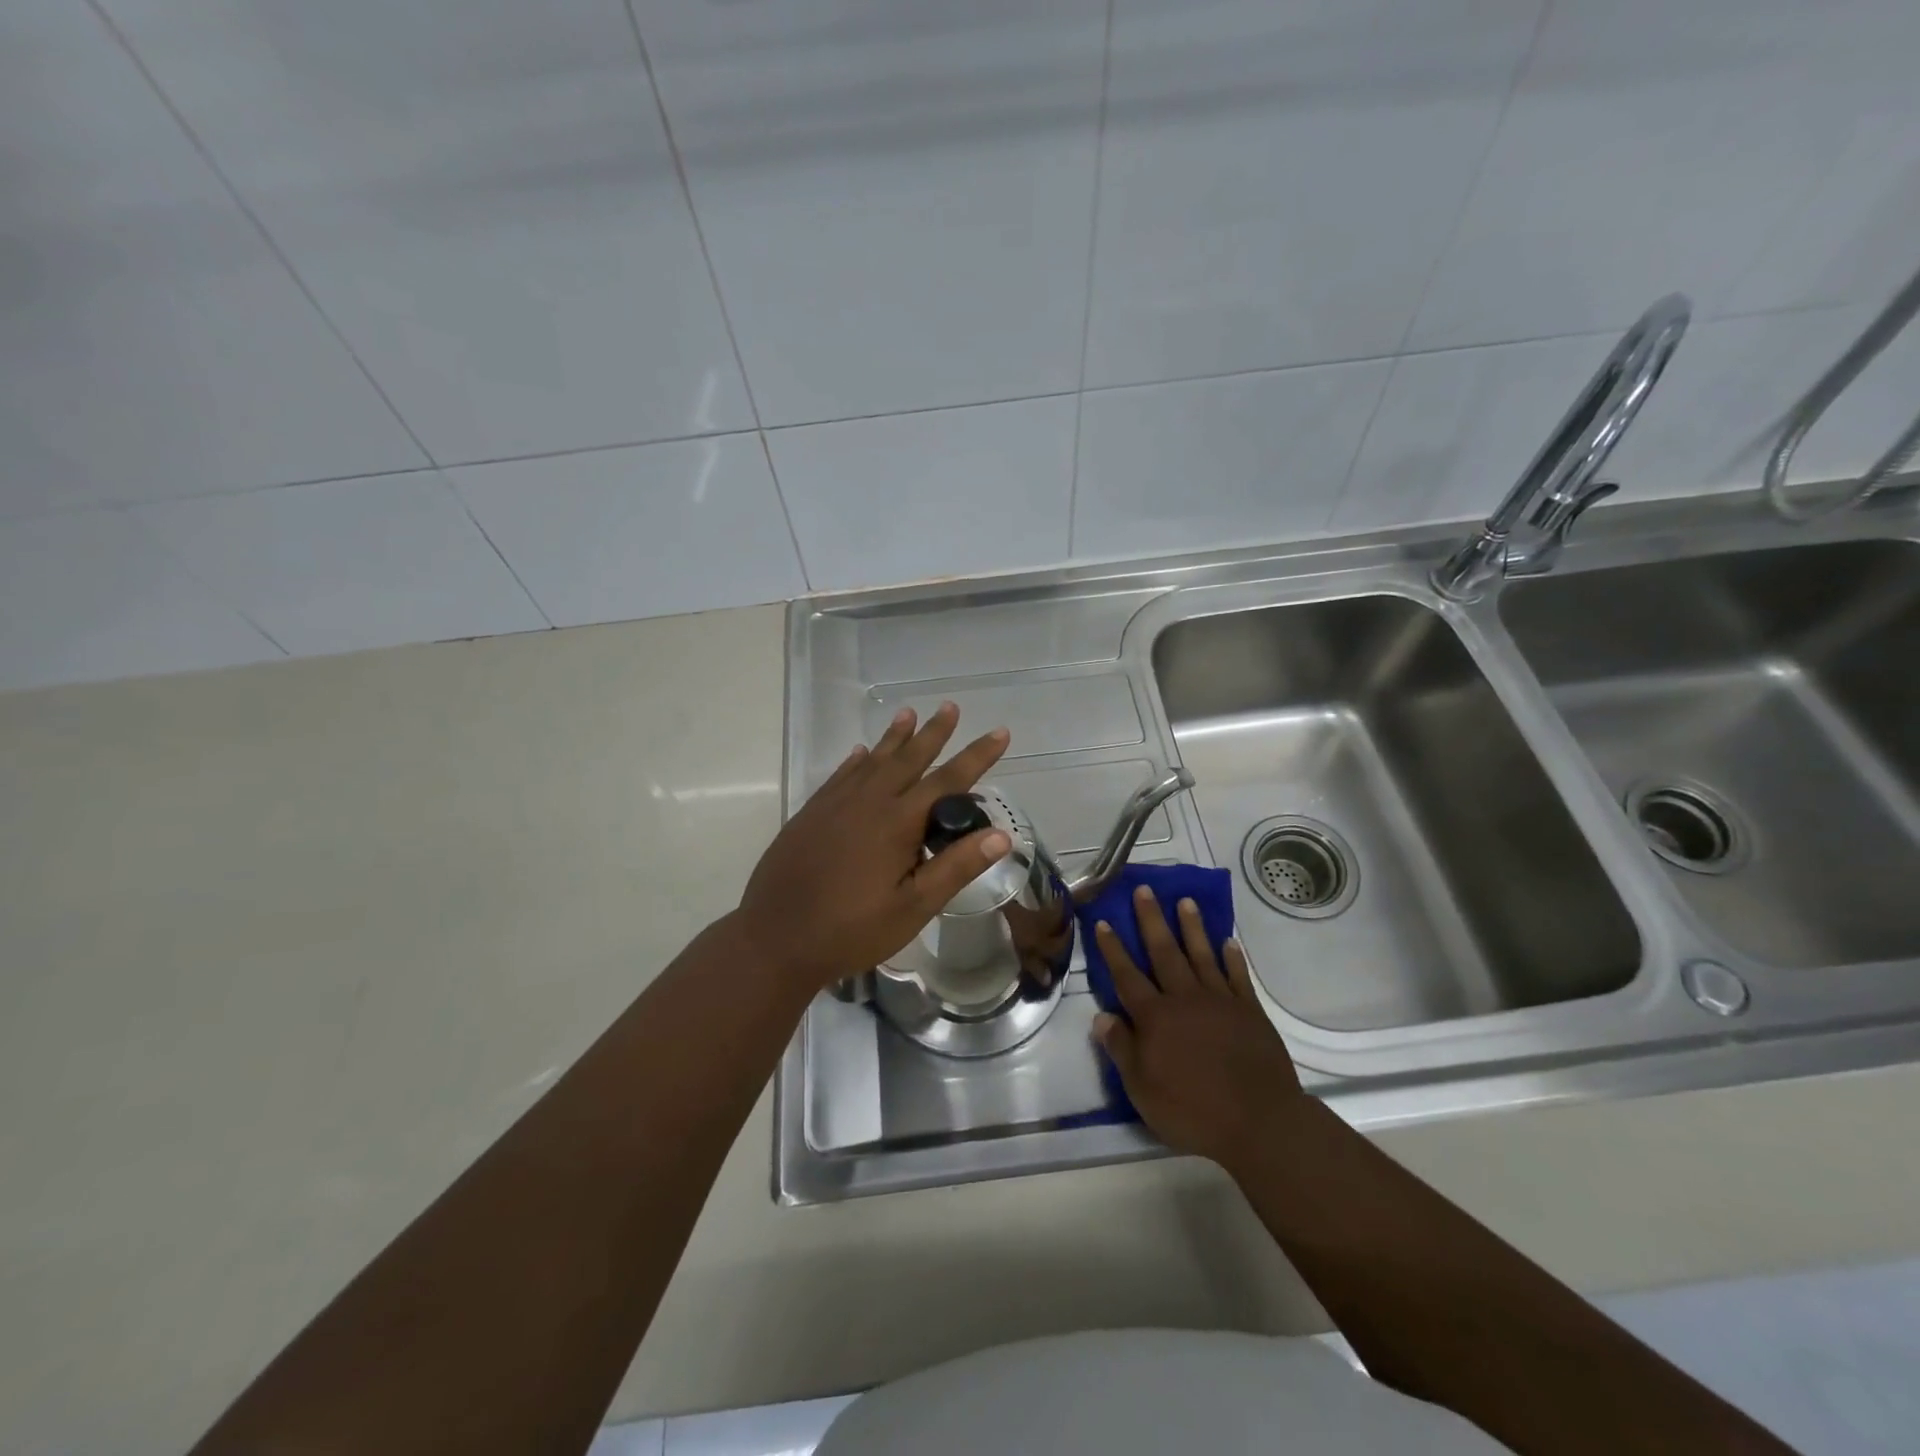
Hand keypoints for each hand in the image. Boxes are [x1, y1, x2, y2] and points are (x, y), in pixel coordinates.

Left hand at [734, 703, 1011, 990]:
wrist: (775, 938)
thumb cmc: (851, 929)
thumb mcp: (913, 907)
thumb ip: (956, 868)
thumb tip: (1001, 835)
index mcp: (898, 823)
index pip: (948, 781)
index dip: (977, 756)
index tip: (1000, 733)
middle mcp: (868, 802)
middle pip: (908, 759)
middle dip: (933, 733)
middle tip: (950, 707)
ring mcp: (835, 804)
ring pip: (872, 760)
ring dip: (894, 737)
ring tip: (909, 714)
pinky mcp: (811, 813)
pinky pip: (841, 775)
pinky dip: (856, 760)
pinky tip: (861, 752)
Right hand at [1092, 887, 1307, 1173]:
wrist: (1260, 1122)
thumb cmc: (1193, 1110)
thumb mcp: (1142, 1089)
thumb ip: (1121, 1049)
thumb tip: (1101, 1016)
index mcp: (1155, 1017)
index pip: (1127, 975)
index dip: (1113, 949)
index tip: (1104, 921)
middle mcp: (1184, 998)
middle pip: (1164, 952)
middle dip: (1151, 920)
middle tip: (1144, 889)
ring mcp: (1220, 1001)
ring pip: (1202, 955)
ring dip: (1192, 927)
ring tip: (1185, 901)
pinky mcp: (1250, 1011)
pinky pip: (1238, 977)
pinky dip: (1232, 958)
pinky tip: (1229, 942)